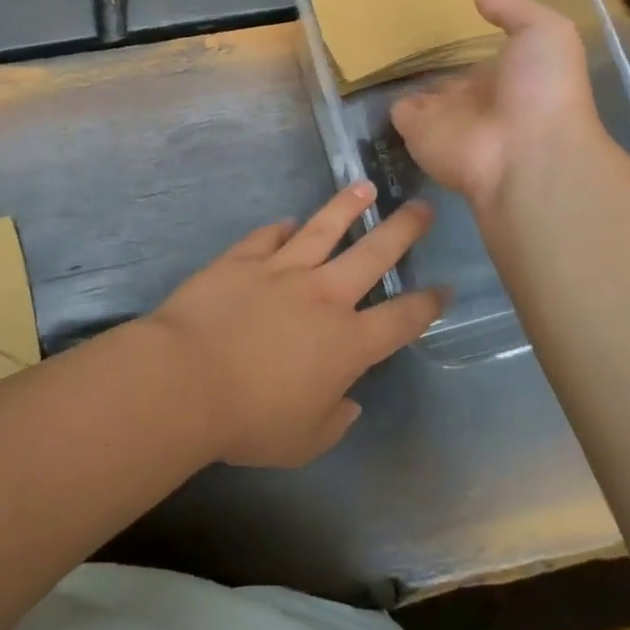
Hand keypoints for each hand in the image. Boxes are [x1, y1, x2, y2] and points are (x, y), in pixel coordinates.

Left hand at [143, 182, 444, 468]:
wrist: (186, 380)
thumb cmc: (249, 421)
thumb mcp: (304, 441)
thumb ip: (334, 420)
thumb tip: (349, 402)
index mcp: (348, 342)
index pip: (402, 319)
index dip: (428, 304)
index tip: (443, 288)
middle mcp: (323, 296)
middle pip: (373, 254)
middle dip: (402, 229)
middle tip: (422, 207)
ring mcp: (280, 270)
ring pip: (323, 228)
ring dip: (347, 207)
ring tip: (364, 188)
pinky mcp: (241, 259)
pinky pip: (267, 236)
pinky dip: (281, 228)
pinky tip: (289, 221)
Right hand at [390, 0, 603, 210]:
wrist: (526, 153)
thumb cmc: (543, 89)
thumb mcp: (545, 32)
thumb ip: (511, 8)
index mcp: (506, 77)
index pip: (480, 61)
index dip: (465, 46)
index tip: (441, 24)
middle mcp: (473, 99)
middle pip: (446, 80)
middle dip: (430, 64)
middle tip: (401, 37)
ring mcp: (443, 117)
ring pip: (419, 96)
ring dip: (403, 79)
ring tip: (377, 50)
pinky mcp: (416, 131)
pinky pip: (396, 113)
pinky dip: (384, 99)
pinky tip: (370, 74)